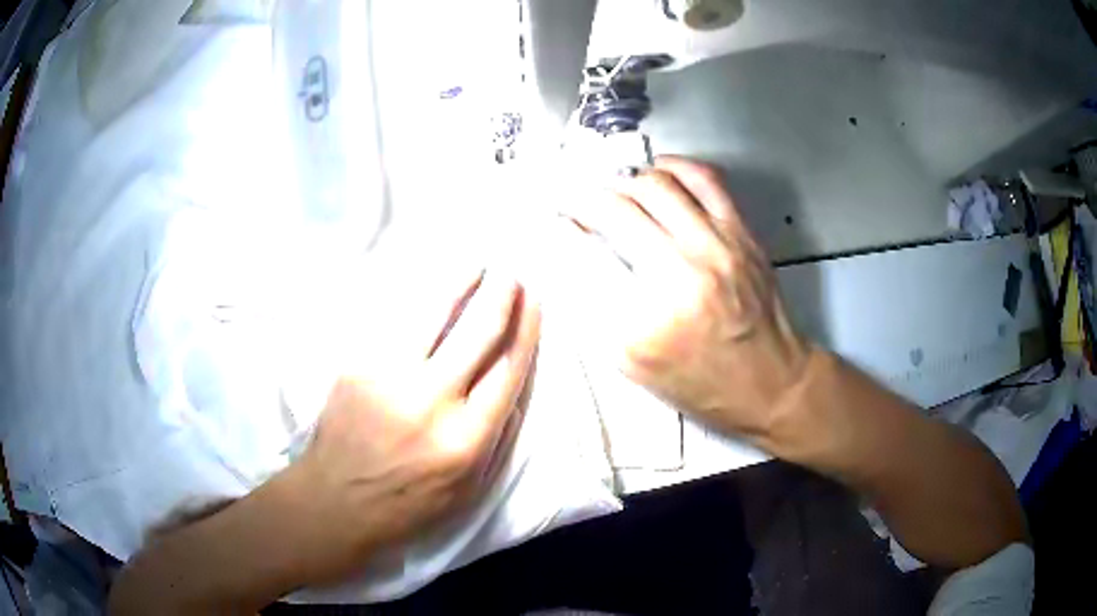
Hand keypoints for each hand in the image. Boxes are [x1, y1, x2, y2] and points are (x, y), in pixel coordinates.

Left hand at [289, 266, 540, 583]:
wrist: (336, 501)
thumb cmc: (408, 504)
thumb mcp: (469, 490)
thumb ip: (496, 438)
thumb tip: (511, 383)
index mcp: (466, 439)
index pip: (508, 369)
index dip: (526, 328)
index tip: (535, 301)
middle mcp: (431, 402)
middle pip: (478, 334)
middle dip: (502, 296)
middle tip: (512, 274)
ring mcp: (389, 378)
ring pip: (434, 315)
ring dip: (461, 283)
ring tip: (477, 265)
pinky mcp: (357, 366)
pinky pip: (395, 323)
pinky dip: (419, 300)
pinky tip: (430, 285)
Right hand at [562, 156, 811, 438]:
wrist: (770, 383)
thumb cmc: (702, 383)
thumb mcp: (635, 365)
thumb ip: (598, 311)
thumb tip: (574, 257)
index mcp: (647, 319)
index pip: (585, 254)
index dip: (562, 230)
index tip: (555, 222)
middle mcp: (682, 273)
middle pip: (616, 209)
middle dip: (585, 200)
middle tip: (578, 204)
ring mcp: (716, 246)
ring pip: (655, 185)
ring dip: (624, 182)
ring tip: (615, 191)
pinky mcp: (741, 233)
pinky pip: (704, 178)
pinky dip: (673, 166)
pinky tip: (657, 173)